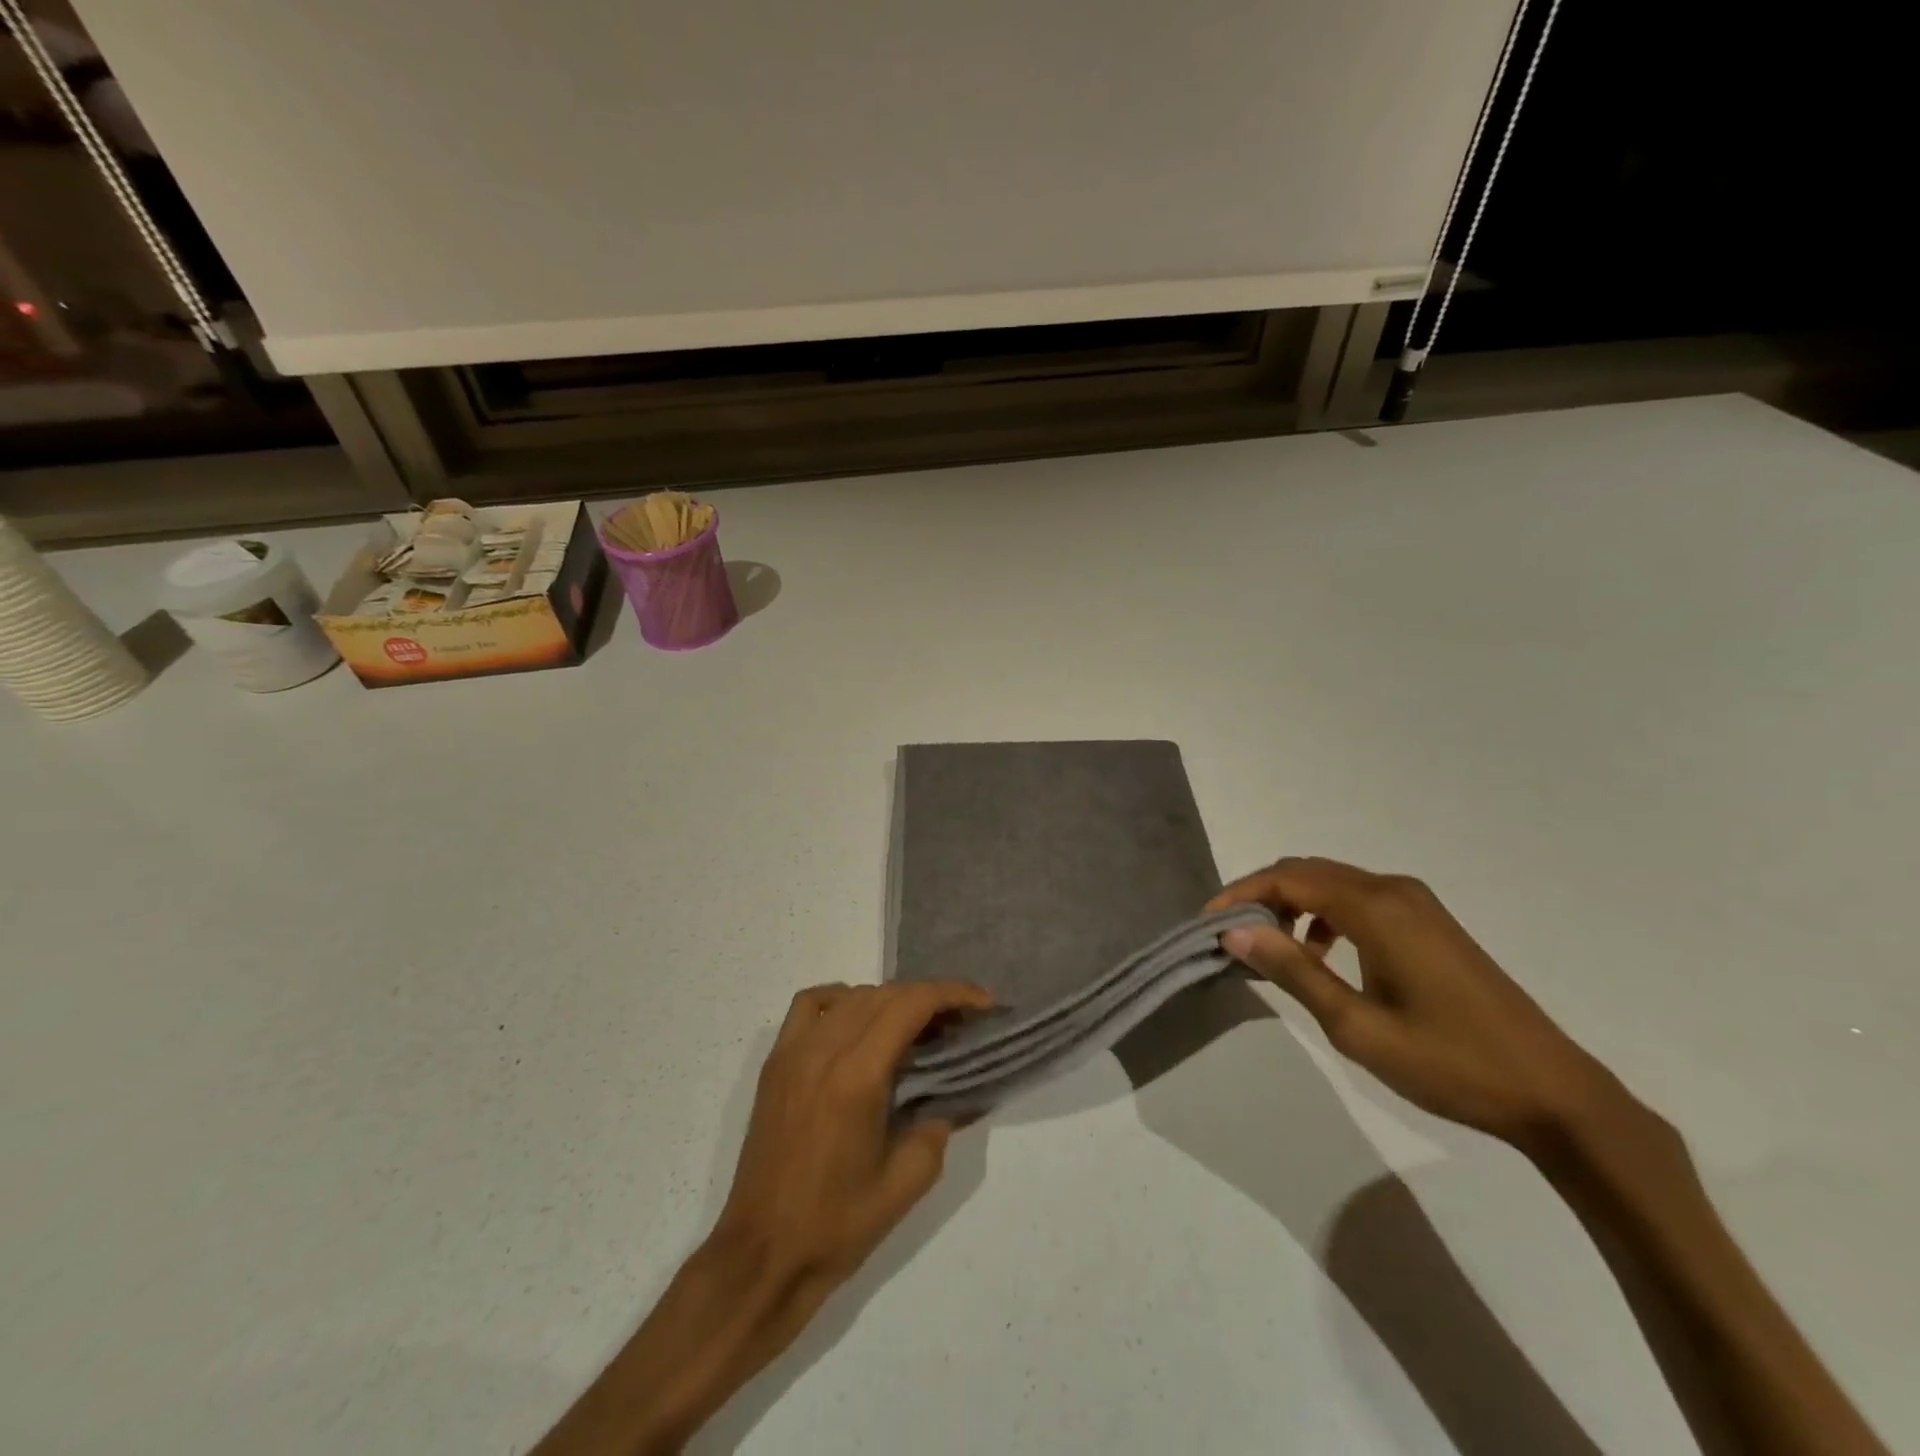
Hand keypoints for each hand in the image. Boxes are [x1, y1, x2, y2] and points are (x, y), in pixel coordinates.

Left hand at [533, 979, 990, 1455]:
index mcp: (857, 1076)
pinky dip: (844, 999)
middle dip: (930, 998)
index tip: (984, 1005)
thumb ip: (940, 1123)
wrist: (762, 1256)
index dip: (953, 994)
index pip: (911, 1004)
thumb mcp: (908, 1181)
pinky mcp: (776, 1062)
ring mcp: (793, 1051)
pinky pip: (812, 1004)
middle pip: (886, 993)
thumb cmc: (838, 1226)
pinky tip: (860, 1024)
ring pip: (852, 994)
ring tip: (916, 1027)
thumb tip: (957, 1089)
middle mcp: (823, 1049)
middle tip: (960, 1023)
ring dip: (892, 999)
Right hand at [1210, 857, 1627, 1152]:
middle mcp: (1394, 890)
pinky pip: (1359, 899)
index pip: (1288, 878)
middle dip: (1262, 895)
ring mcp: (1417, 903)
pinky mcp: (1429, 922)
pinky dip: (1325, 915)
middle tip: (1231, 934)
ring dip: (1293, 904)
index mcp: (1376, 908)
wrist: (1552, 1092)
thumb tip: (1234, 932)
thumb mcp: (1357, 1026)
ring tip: (1271, 948)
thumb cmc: (1448, 1062)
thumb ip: (1293, 971)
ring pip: (1333, 883)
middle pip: (1308, 871)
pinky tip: (1321, 954)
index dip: (1241, 894)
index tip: (1207, 923)